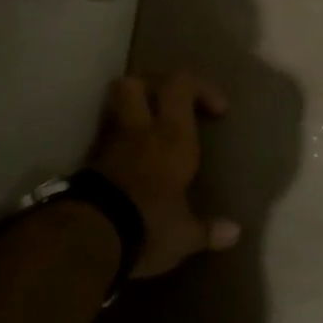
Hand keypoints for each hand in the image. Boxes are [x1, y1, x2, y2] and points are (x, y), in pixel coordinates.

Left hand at [88, 73, 238, 278]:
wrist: (88, 239)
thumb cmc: (149, 225)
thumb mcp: (184, 234)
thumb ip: (207, 229)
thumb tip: (235, 233)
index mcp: (173, 137)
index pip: (181, 85)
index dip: (200, 88)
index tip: (217, 111)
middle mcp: (140, 131)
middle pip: (136, 83)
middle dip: (153, 88)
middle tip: (172, 108)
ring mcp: (109, 145)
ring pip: (114, 107)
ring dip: (131, 112)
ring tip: (149, 133)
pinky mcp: (87, 165)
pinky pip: (104, 139)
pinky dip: (117, 143)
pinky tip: (128, 162)